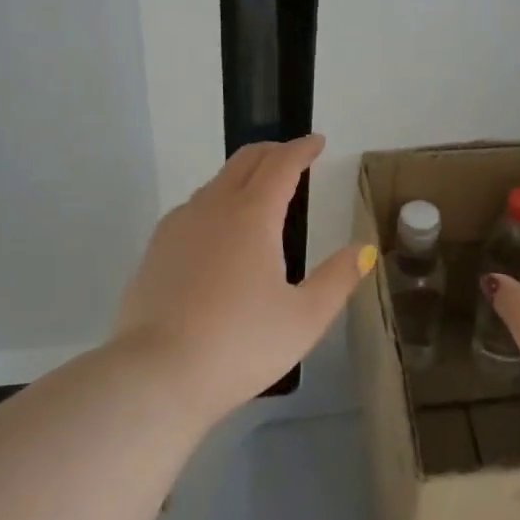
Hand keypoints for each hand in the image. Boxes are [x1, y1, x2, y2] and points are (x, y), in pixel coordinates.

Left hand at [112, 134, 371, 425]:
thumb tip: (364, 250)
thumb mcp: (305, 318)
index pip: (281, 164)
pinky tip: (217, 231)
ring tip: (259, 193)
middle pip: (244, 161)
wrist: (156, 376)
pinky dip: (215, 202)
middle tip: (292, 157)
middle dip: (272, 152)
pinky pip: (192, 209)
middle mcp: (213, 208)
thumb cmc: (240, 344)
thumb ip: (338, 279)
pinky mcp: (155, 250)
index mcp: (253, 215)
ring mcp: (178, 226)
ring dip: (242, 176)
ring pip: (215, 183)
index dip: (302, 149)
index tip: (317, 143)